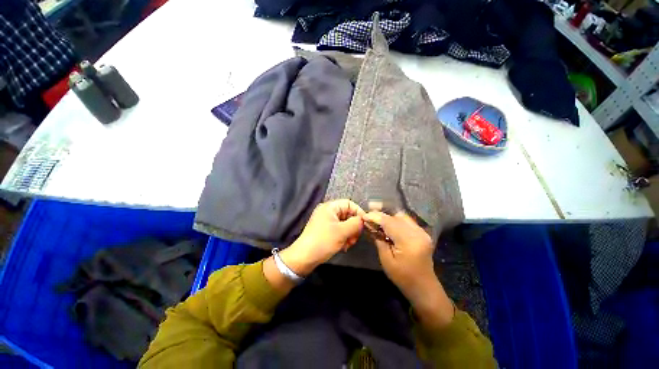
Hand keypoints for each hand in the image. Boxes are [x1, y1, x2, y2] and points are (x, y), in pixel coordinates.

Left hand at [279, 199, 364, 275]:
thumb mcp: (342, 231)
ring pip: (344, 223)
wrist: (304, 257)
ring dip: (349, 234)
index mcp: (330, 207)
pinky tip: (343, 246)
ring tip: (348, 244)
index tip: (364, 224)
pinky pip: (339, 230)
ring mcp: (326, 221)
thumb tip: (363, 220)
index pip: (349, 203)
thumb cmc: (323, 241)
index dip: (358, 212)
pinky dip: (343, 237)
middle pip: (347, 214)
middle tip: (355, 238)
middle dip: (353, 226)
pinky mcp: (325, 230)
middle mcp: (328, 211)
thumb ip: (355, 223)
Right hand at [363, 210, 434, 293]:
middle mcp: (417, 233)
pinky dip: (396, 220)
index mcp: (408, 241)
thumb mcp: (386, 260)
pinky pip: (407, 221)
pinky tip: (388, 225)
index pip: (389, 222)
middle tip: (369, 217)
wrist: (423, 286)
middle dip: (381, 215)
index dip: (375, 217)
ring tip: (378, 221)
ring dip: (389, 217)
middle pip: (396, 217)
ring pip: (402, 216)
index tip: (364, 216)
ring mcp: (422, 232)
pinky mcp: (422, 233)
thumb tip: (370, 225)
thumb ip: (379, 240)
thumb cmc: (402, 277)